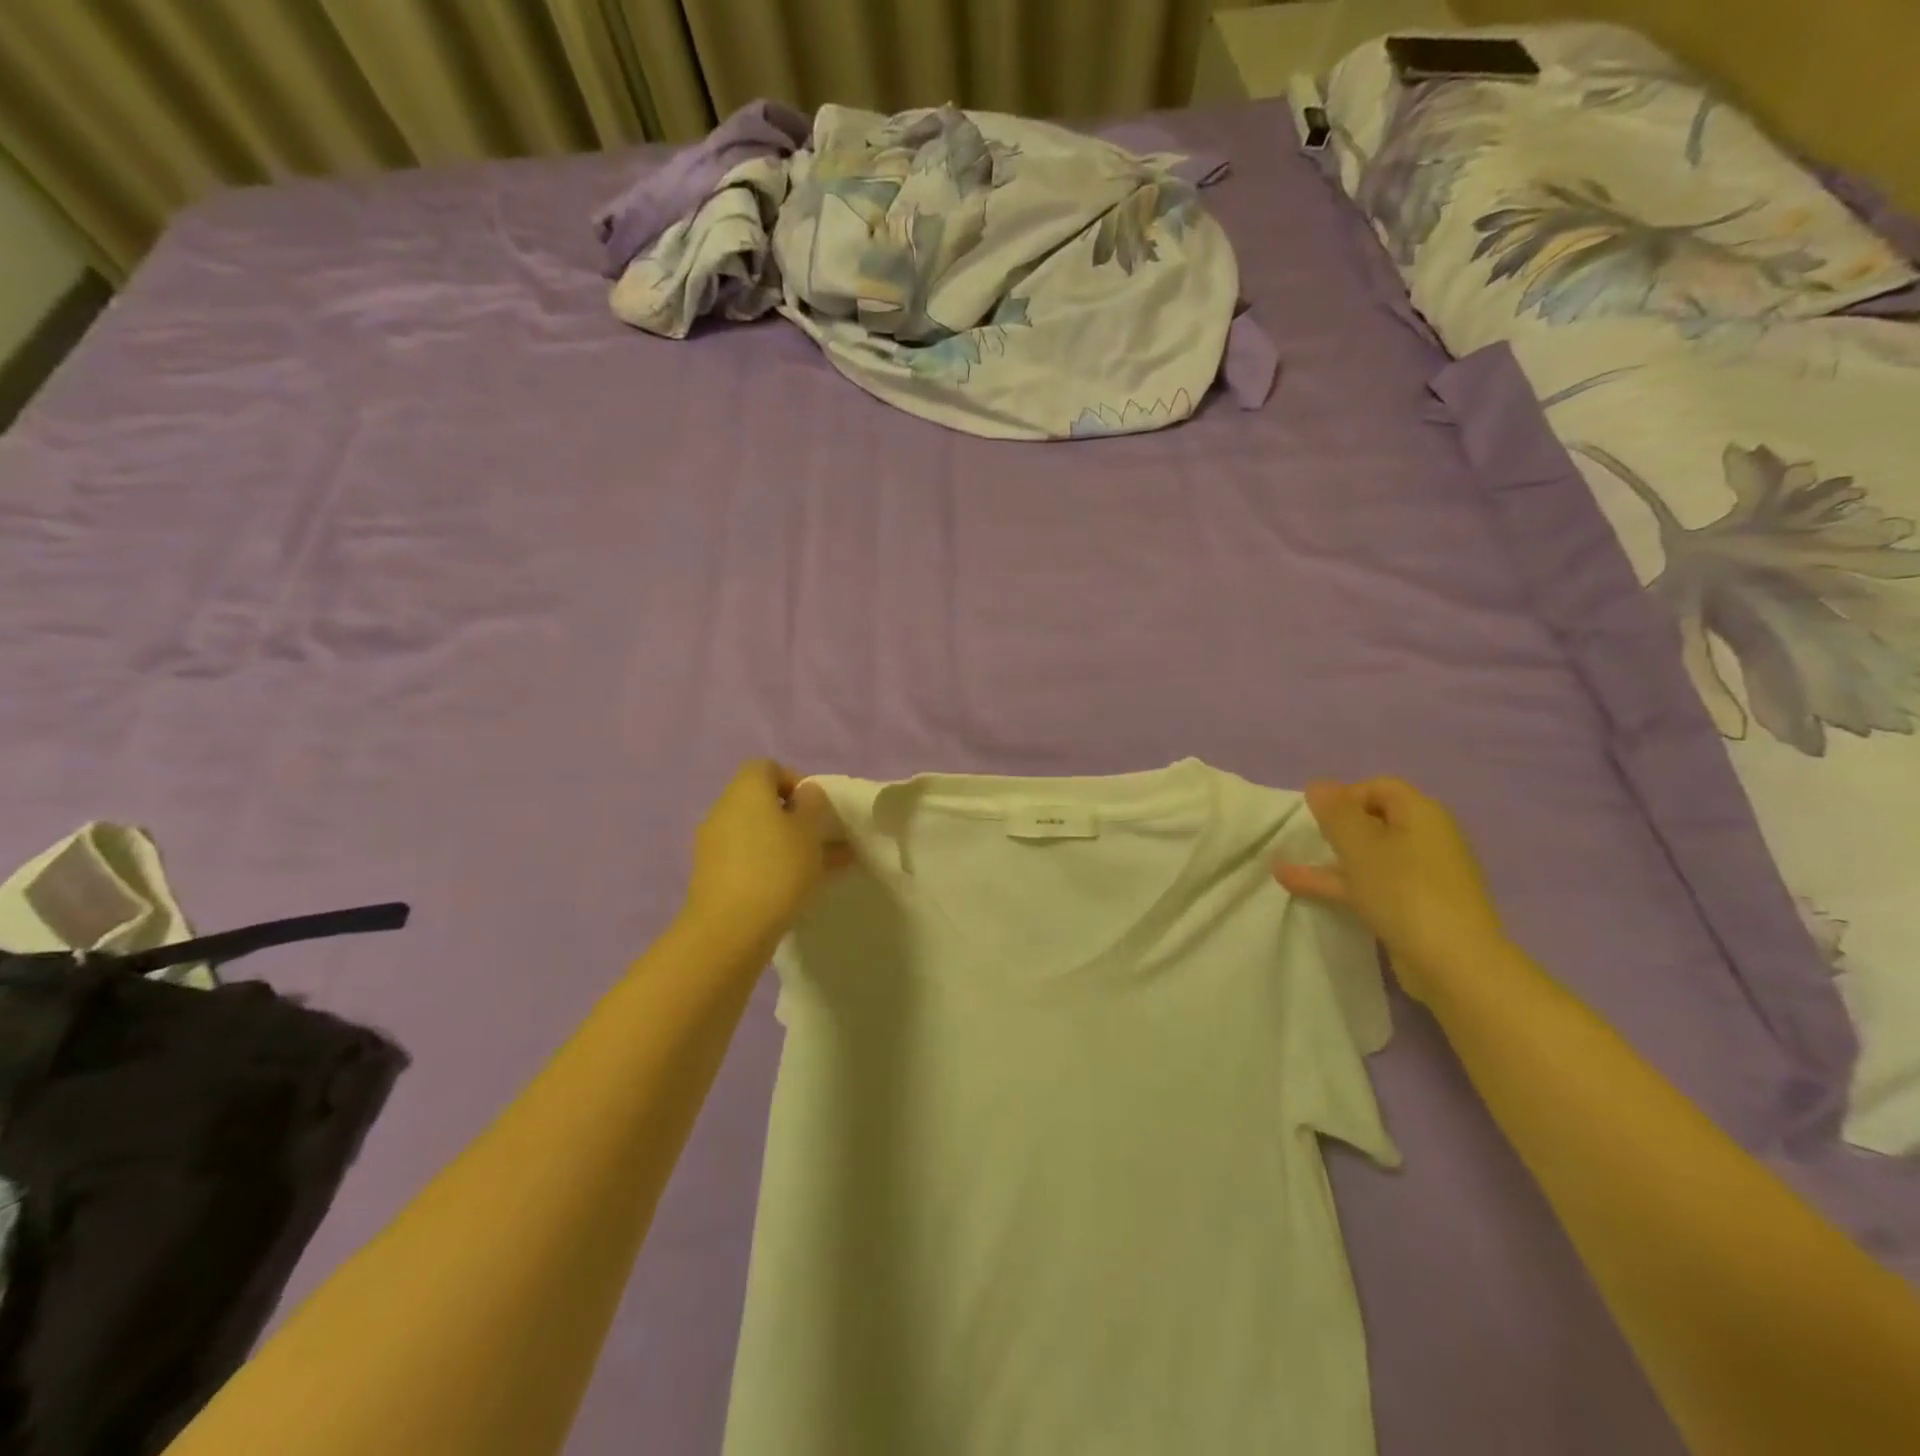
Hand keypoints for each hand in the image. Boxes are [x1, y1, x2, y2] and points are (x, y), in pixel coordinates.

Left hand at [684, 760, 849, 945]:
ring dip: (786, 844)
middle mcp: (724, 810)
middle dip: (793, 818)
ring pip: (758, 834)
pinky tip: (797, 887)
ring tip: (821, 868)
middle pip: (761, 802)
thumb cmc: (777, 869)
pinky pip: (748, 859)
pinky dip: (771, 865)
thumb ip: (812, 805)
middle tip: (821, 839)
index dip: (794, 780)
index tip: (816, 807)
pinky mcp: (712, 876)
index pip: (767, 767)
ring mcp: (714, 845)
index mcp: (746, 790)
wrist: (730, 930)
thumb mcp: (809, 832)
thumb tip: (804, 795)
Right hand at [1274, 777, 1507, 1003]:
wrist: (1453, 963)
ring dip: (1330, 858)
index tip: (1317, 817)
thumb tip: (1319, 784)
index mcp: (1421, 814)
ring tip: (1286, 863)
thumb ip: (1335, 811)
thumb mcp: (1360, 844)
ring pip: (1369, 856)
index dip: (1345, 795)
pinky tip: (1299, 887)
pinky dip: (1338, 883)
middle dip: (1336, 827)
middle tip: (1307, 838)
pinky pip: (1371, 884)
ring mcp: (1422, 875)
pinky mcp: (1414, 907)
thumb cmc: (1403, 890)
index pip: (1379, 787)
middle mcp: (1427, 838)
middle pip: (1375, 820)